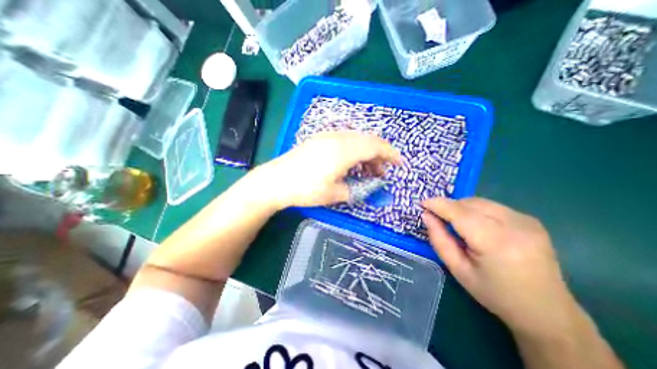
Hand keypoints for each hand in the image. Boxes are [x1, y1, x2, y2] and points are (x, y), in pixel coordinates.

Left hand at [259, 131, 403, 208]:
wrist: (276, 181)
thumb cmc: (305, 189)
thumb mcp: (334, 194)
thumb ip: (356, 189)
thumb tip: (370, 186)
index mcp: (343, 150)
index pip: (375, 146)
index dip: (391, 154)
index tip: (400, 164)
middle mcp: (337, 138)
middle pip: (368, 140)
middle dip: (380, 155)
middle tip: (382, 173)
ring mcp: (327, 136)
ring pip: (357, 139)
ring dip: (367, 152)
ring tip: (368, 171)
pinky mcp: (320, 139)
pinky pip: (345, 140)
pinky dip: (355, 150)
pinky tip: (353, 163)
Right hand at [421, 197, 575, 335]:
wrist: (547, 312)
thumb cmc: (494, 294)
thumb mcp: (458, 270)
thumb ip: (439, 240)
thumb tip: (426, 216)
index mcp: (497, 243)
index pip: (460, 213)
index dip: (438, 204)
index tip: (422, 203)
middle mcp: (515, 226)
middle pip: (469, 203)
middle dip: (449, 206)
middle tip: (438, 218)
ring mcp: (526, 221)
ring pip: (480, 202)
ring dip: (462, 208)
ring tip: (457, 224)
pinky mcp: (530, 220)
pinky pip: (492, 206)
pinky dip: (476, 210)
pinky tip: (477, 226)